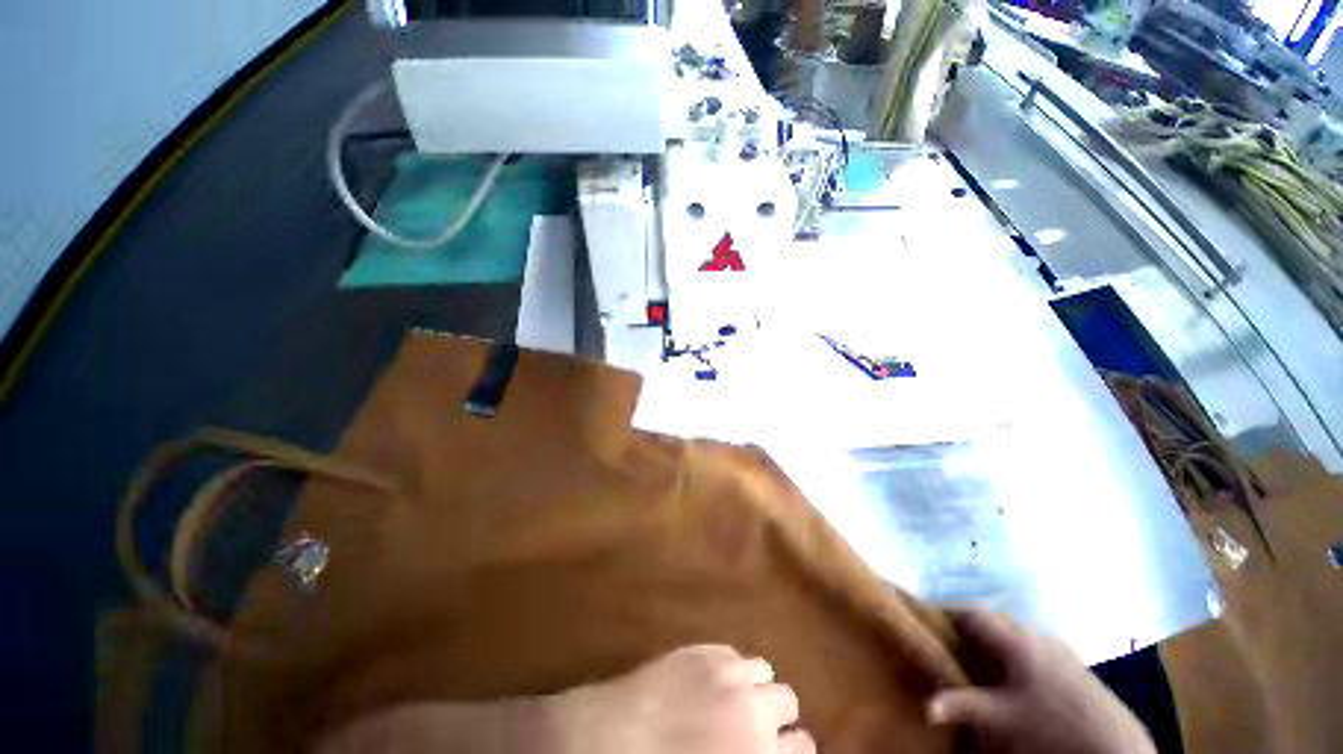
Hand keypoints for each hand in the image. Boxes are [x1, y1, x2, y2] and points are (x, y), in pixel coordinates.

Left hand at [551, 645, 814, 753]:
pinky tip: (713, 680)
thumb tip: (766, 750)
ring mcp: (728, 673)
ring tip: (736, 698)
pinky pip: (733, 653)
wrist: (610, 744)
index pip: (804, 748)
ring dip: (755, 685)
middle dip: (777, 715)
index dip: (793, 750)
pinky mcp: (703, 650)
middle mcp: (754, 710)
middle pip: (788, 700)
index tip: (782, 751)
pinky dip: (731, 667)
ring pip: (764, 670)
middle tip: (757, 727)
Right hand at [928, 609, 1155, 753]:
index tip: (926, 616)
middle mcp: (1034, 634)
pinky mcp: (1070, 658)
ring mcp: (1055, 644)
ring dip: (991, 634)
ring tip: (975, 651)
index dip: (946, 610)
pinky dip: (1013, 646)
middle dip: (967, 623)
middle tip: (947, 636)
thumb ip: (966, 705)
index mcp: (1014, 641)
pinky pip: (1031, 641)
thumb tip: (927, 705)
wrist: (1112, 740)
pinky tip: (1013, 668)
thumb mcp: (1005, 720)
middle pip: (991, 618)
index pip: (971, 612)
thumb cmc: (1052, 726)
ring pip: (1013, 629)